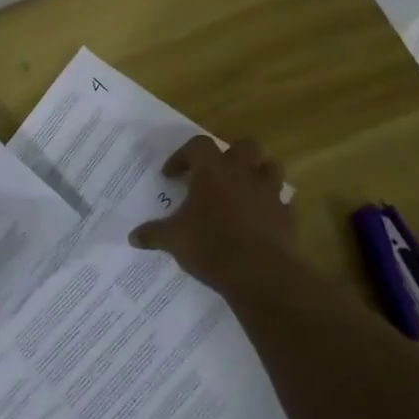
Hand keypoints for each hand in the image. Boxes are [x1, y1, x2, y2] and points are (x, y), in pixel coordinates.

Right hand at [128, 136, 296, 288]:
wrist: (260, 273)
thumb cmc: (211, 246)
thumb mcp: (174, 240)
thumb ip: (154, 234)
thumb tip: (133, 237)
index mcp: (212, 172)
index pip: (198, 145)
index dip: (183, 156)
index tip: (172, 176)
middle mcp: (243, 174)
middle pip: (244, 145)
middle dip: (230, 154)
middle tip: (215, 173)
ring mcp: (269, 193)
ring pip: (270, 166)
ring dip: (257, 173)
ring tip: (242, 189)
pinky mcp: (286, 214)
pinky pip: (281, 200)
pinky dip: (271, 204)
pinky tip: (259, 218)